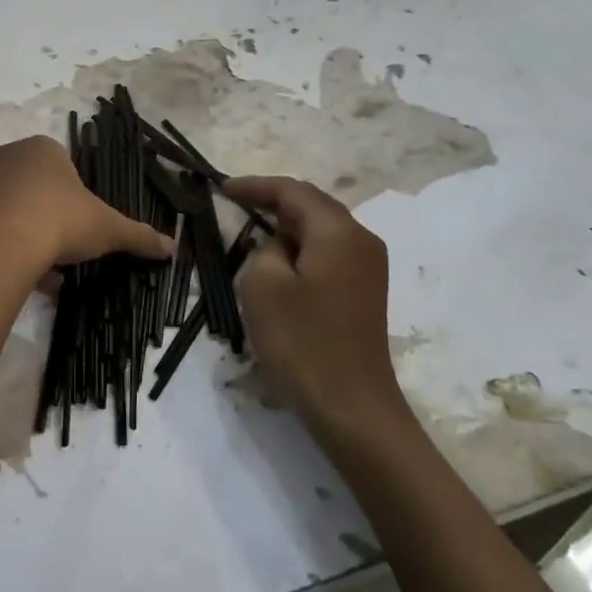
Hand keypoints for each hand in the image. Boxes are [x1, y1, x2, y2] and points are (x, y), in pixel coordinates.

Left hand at [0, 136, 173, 279]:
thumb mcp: (108, 229)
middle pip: (33, 187)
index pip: (62, 165)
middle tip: (62, 248)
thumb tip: (173, 248)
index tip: (80, 226)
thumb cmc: (60, 221)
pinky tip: (17, 273)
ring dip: (24, 233)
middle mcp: (4, 156)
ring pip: (7, 207)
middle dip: (47, 216)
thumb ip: (139, 235)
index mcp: (42, 148)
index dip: (74, 198)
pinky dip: (1, 246)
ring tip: (41, 270)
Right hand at [224, 175, 407, 438]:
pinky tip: (280, 265)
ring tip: (251, 232)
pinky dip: (301, 250)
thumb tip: (278, 246)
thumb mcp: (262, 285)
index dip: (255, 186)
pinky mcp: (365, 292)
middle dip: (273, 202)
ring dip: (286, 228)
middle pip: (312, 206)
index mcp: (338, 231)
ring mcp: (369, 267)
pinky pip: (328, 254)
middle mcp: (361, 240)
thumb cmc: (302, 342)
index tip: (222, 188)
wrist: (351, 405)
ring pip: (321, 231)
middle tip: (235, 205)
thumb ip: (263, 248)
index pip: (292, 191)